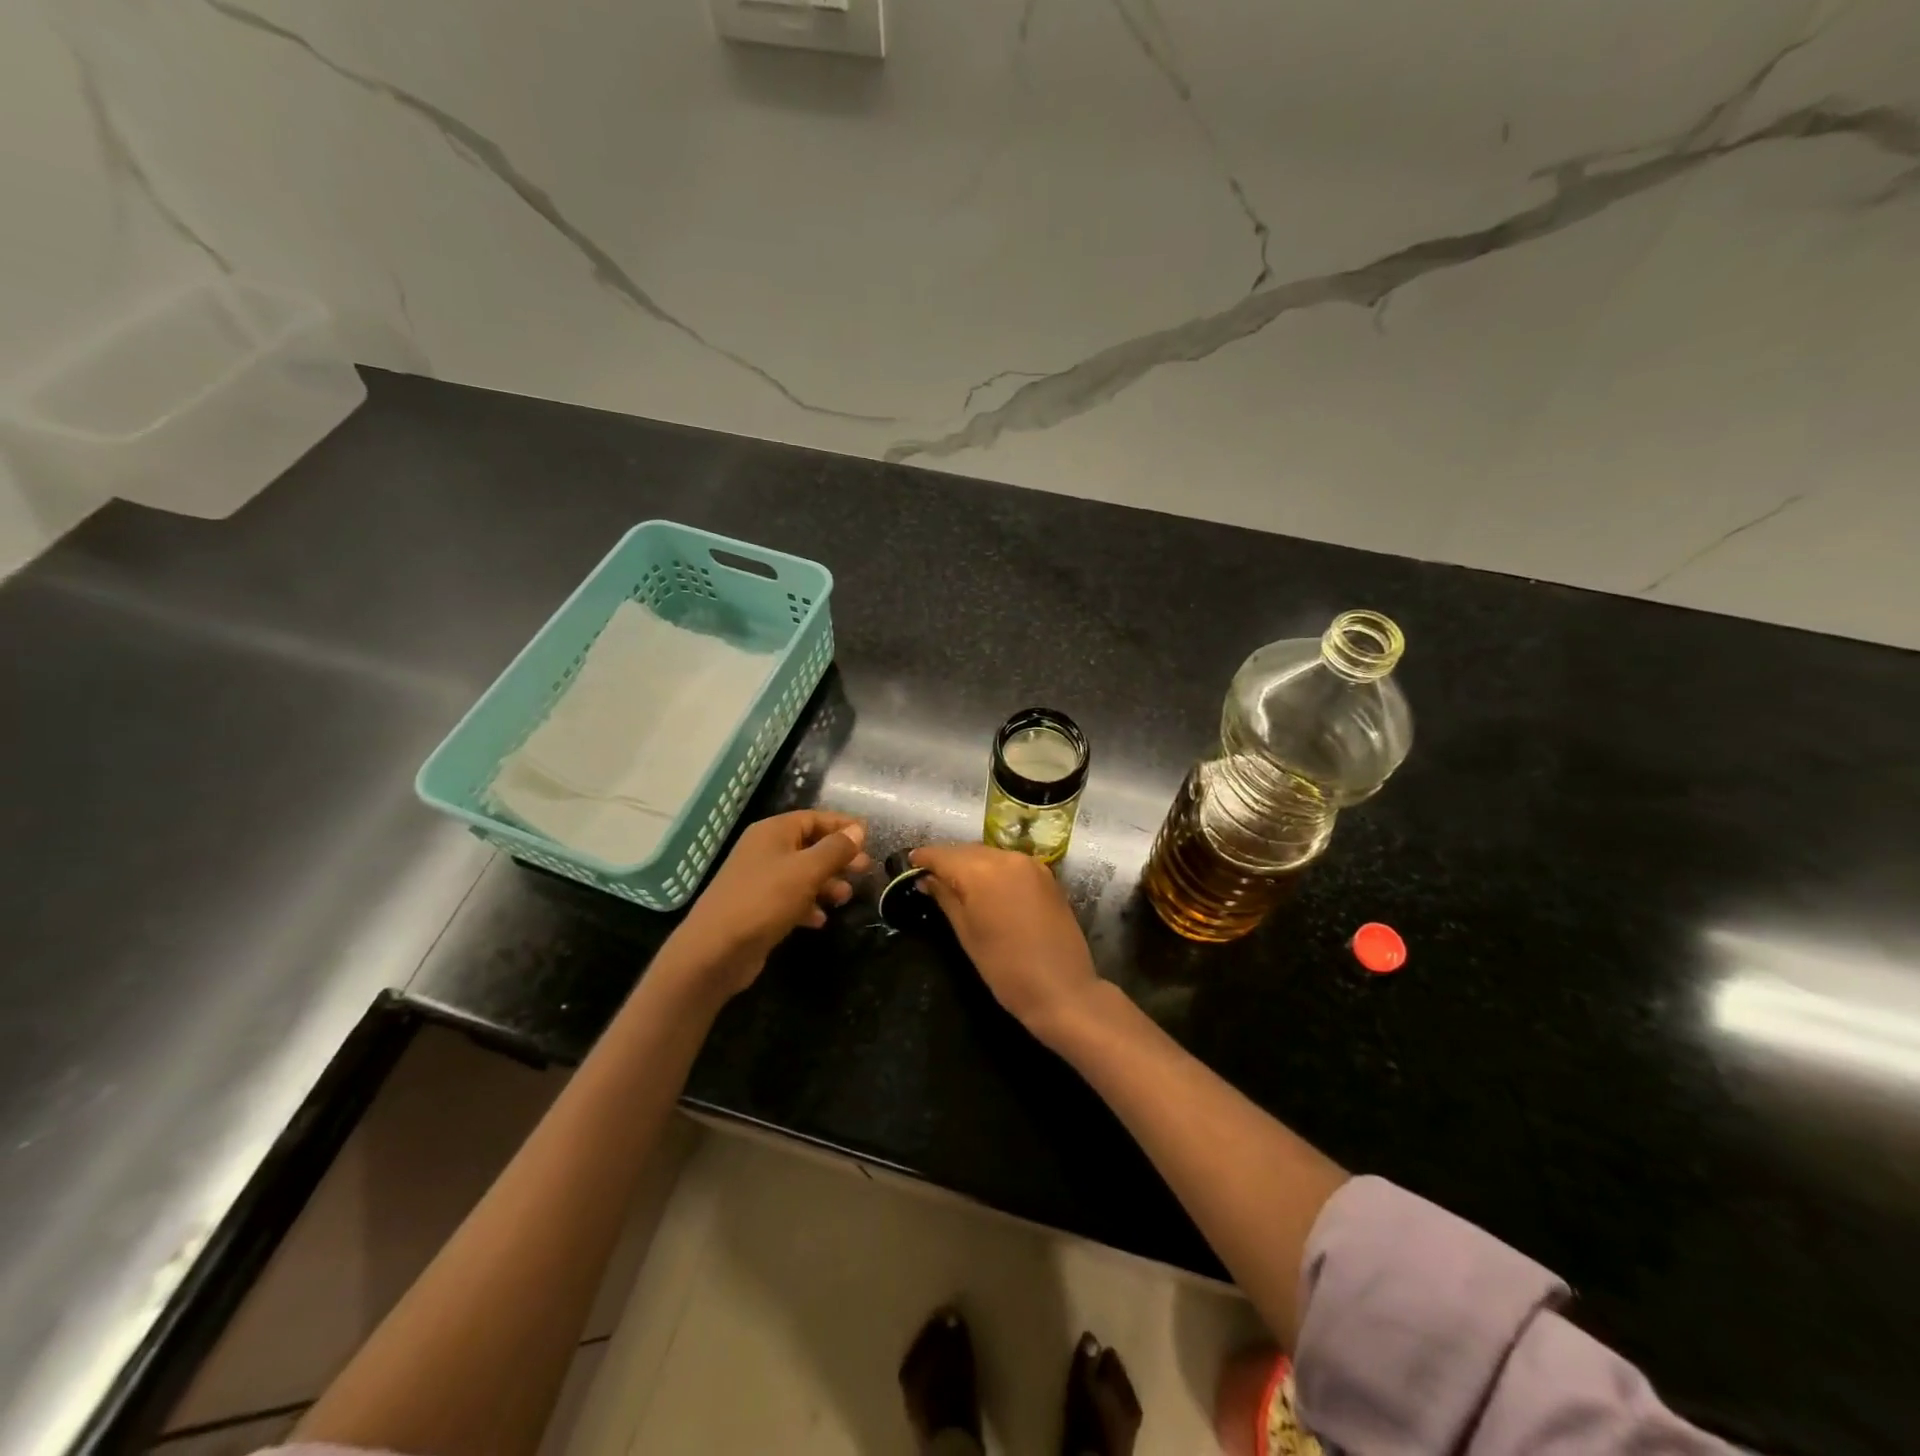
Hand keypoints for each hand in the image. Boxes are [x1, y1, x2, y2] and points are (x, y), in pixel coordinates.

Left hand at [676, 810, 870, 995]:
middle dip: (839, 857)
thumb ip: (835, 849)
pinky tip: (820, 920)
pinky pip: (790, 899)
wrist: (715, 950)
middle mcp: (764, 850)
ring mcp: (759, 880)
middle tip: (865, 870)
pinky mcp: (758, 908)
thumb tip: (858, 829)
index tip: (869, 837)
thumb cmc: (764, 900)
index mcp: (773, 832)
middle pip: (810, 845)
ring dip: (826, 883)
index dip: (842, 826)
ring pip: (802, 874)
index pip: (814, 818)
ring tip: (845, 898)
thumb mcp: (807, 870)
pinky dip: (808, 905)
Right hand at [911, 843, 1098, 1040]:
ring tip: (955, 883)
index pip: (944, 854)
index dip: (924, 858)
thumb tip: (926, 879)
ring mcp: (1031, 865)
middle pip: (967, 851)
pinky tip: (986, 888)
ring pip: (990, 855)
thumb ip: (945, 898)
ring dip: (971, 864)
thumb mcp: (966, 934)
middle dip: (947, 860)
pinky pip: (1011, 864)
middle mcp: (1007, 858)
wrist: (1062, 990)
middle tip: (929, 877)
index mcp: (982, 871)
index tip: (909, 863)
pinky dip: (994, 870)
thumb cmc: (1005, 968)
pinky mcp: (1047, 877)